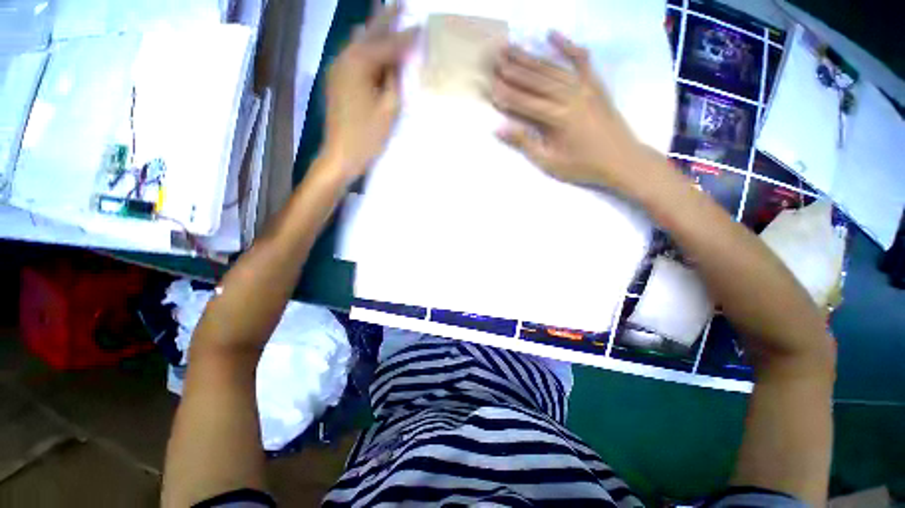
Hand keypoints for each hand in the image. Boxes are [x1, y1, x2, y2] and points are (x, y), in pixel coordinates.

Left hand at [323, 3, 416, 182]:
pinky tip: (367, 38)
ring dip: (374, 29)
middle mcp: (345, 58)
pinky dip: (364, 46)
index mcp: (360, 64)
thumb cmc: (367, 136)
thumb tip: (399, 60)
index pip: (388, 45)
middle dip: (386, 18)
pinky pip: (353, 55)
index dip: (406, 37)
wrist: (341, 154)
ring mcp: (338, 68)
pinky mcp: (337, 79)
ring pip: (359, 42)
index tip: (421, 26)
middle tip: (400, 2)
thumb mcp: (388, 109)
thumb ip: (395, 80)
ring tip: (386, 13)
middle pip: (370, 34)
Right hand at [491, 32, 655, 197]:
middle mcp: (571, 96)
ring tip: (511, 48)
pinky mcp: (596, 83)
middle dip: (514, 70)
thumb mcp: (549, 162)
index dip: (507, 95)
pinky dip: (567, 45)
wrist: (621, 160)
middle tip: (494, 60)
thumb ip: (525, 143)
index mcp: (559, 118)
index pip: (526, 103)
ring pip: (553, 68)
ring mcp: (585, 86)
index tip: (490, 87)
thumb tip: (499, 128)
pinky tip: (552, 34)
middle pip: (537, 80)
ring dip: (530, 58)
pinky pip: (581, 60)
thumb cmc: (583, 166)